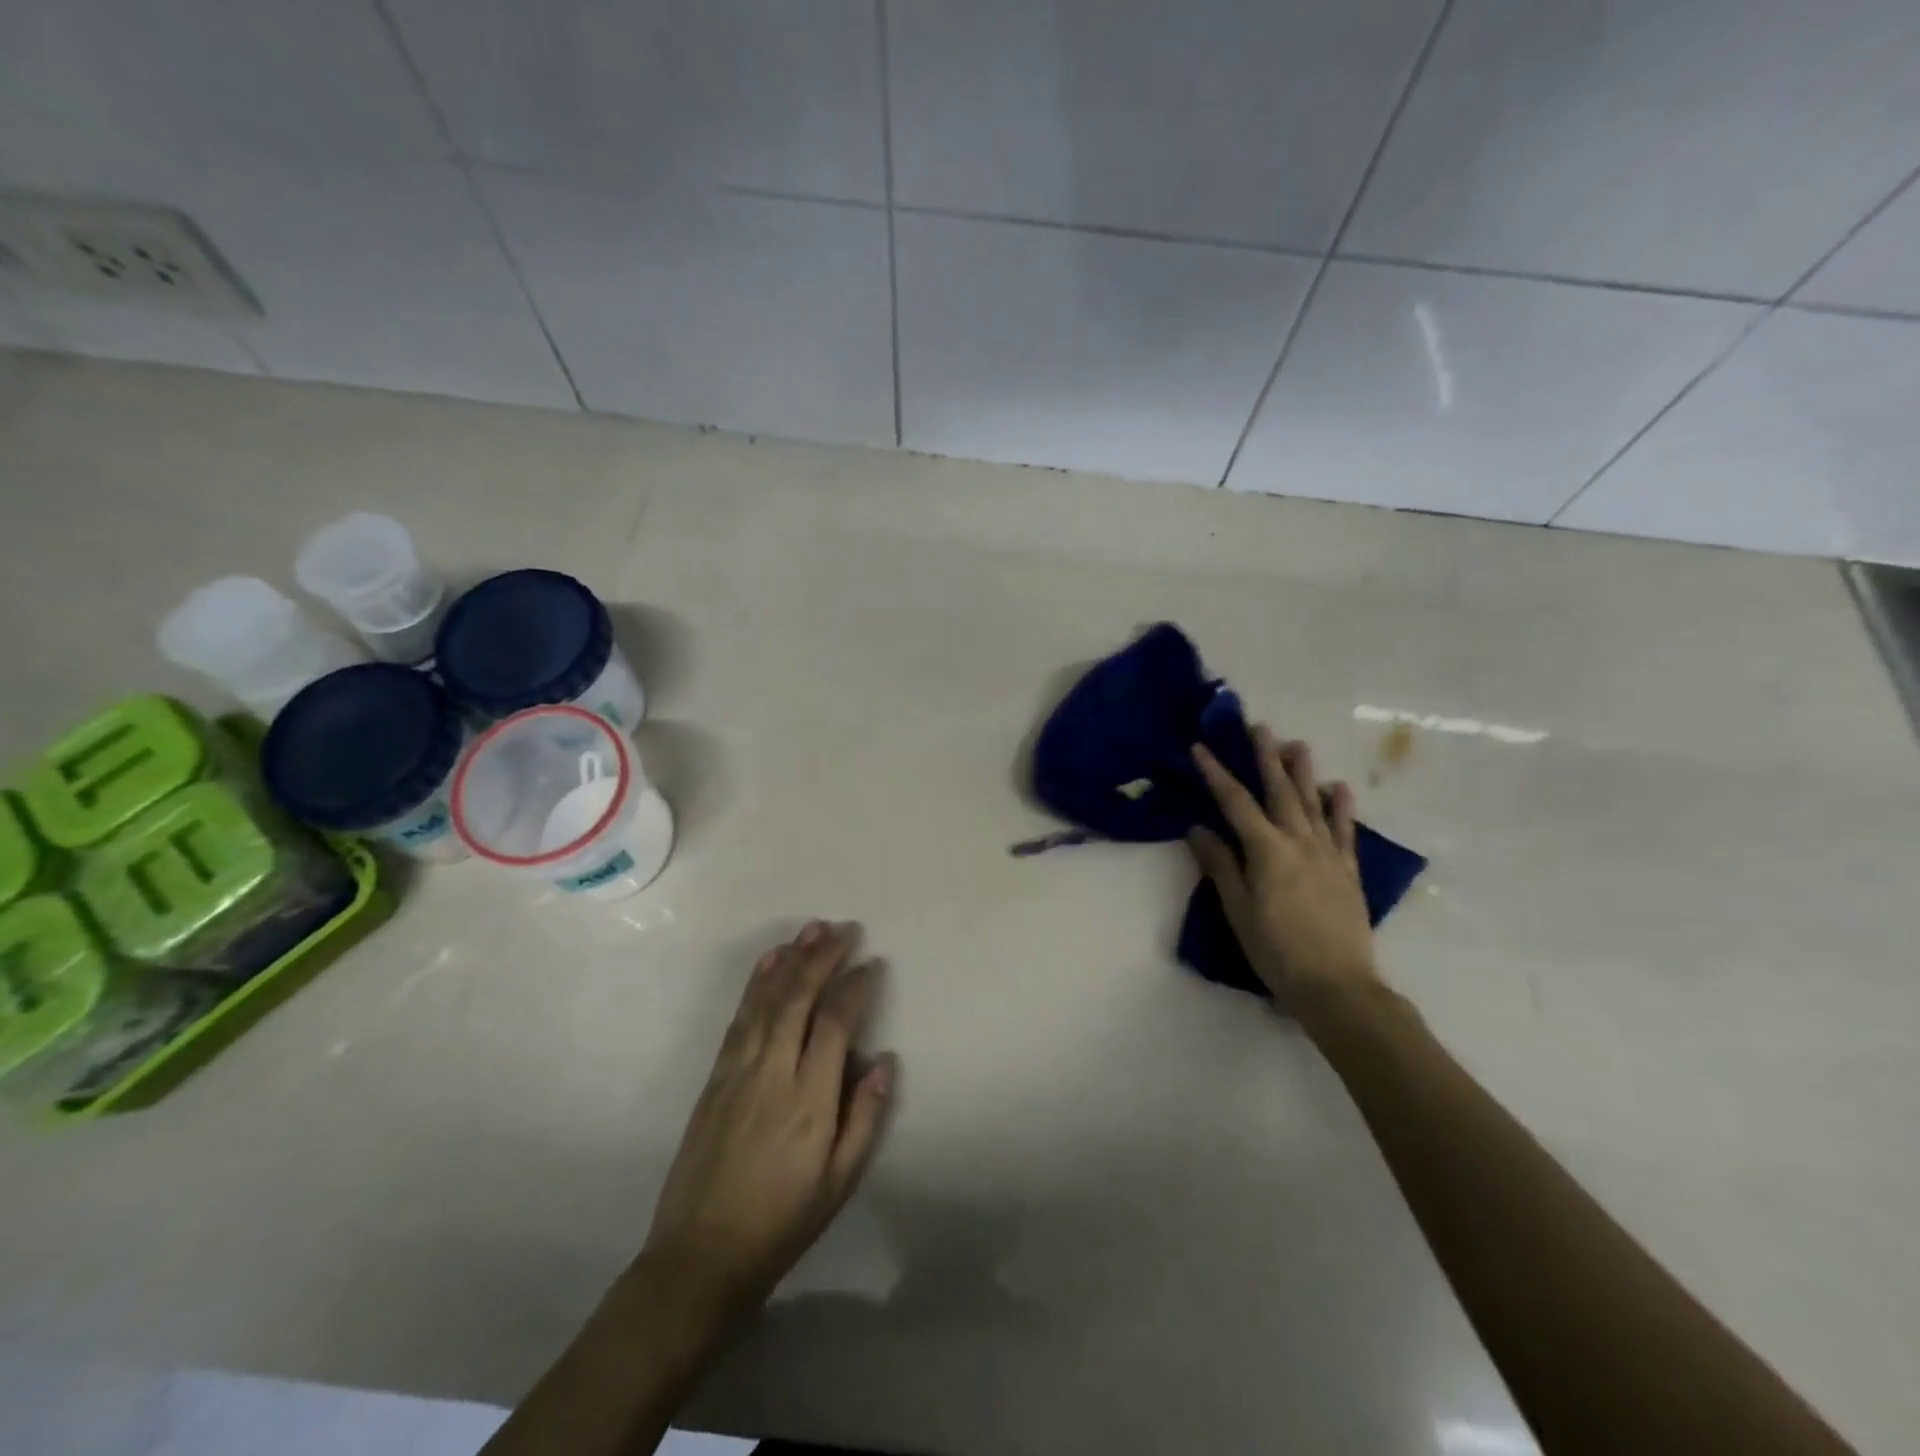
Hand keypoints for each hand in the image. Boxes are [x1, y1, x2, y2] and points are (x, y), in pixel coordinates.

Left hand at [642, 922, 894, 1323]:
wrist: (699, 1257)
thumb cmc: (781, 1223)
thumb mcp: (839, 1182)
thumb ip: (865, 1117)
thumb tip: (885, 1061)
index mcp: (809, 1100)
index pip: (835, 1023)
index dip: (855, 987)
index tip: (872, 964)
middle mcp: (772, 1072)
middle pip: (799, 998)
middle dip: (823, 957)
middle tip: (844, 929)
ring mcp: (738, 1070)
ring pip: (767, 999)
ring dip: (791, 959)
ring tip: (812, 929)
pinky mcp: (715, 1076)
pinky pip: (740, 1017)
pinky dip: (757, 982)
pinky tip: (770, 961)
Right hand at [1189, 727, 1381, 1002]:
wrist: (1337, 986)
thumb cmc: (1276, 951)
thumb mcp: (1237, 910)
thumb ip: (1220, 866)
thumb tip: (1198, 829)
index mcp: (1267, 851)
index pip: (1235, 802)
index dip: (1216, 773)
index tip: (1201, 748)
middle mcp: (1298, 842)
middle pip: (1279, 791)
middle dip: (1266, 757)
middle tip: (1259, 727)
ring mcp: (1328, 854)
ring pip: (1313, 803)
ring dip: (1303, 772)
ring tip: (1297, 744)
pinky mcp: (1348, 871)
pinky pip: (1344, 831)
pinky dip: (1341, 807)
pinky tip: (1339, 788)